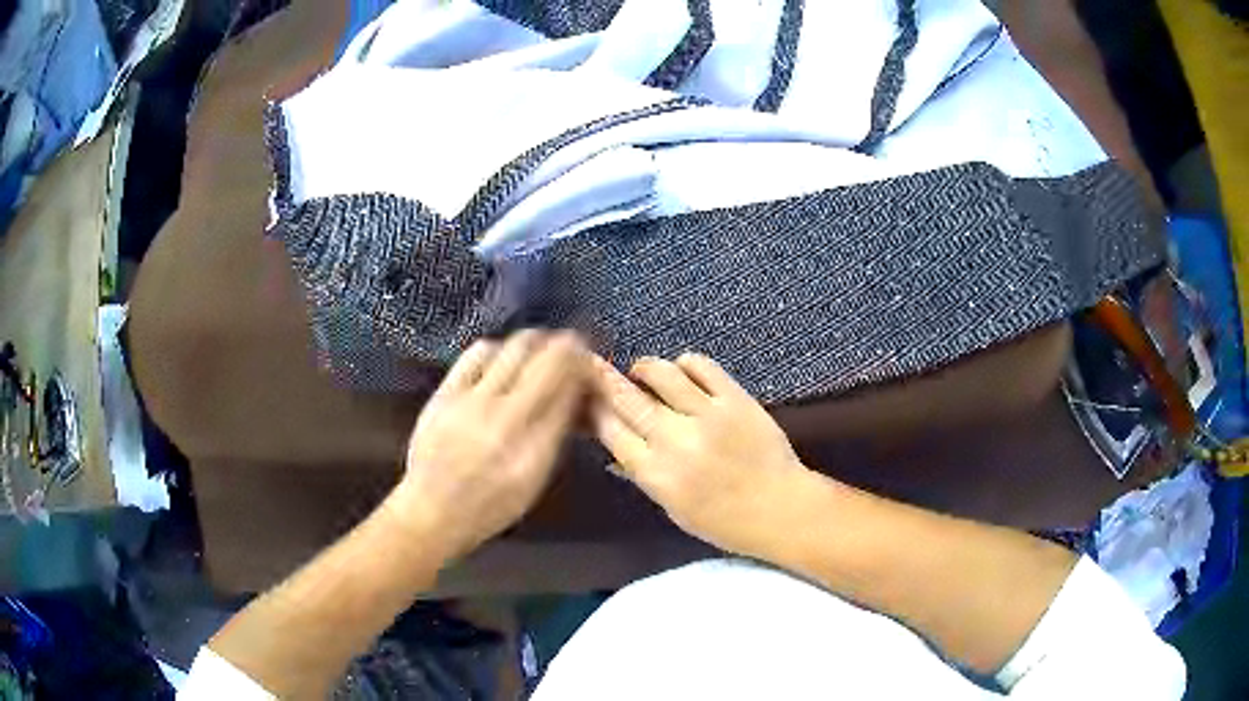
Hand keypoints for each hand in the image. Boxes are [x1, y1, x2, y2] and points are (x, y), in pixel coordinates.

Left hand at [390, 331, 589, 560]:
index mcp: (536, 448)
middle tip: (572, 345)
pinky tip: (500, 356)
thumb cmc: (491, 505)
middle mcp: (508, 419)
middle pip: (548, 360)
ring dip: (536, 341)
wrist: (433, 510)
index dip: (585, 370)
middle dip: (568, 345)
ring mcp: (474, 402)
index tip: (589, 364)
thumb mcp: (535, 481)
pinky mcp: (447, 392)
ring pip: (516, 347)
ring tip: (539, 346)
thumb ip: (555, 437)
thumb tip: (574, 396)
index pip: (571, 391)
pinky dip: (498, 348)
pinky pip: (478, 352)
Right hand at [589, 353, 809, 555]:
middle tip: (592, 364)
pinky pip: (702, 367)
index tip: (584, 395)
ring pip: (662, 374)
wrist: (781, 509)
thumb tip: (616, 453)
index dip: (594, 409)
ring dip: (645, 367)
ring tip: (641, 370)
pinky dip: (685, 363)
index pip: (612, 431)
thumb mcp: (675, 511)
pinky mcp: (735, 399)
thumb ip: (645, 477)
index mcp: (657, 474)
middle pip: (628, 399)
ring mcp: (707, 416)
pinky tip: (681, 370)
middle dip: (604, 379)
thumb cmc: (725, 522)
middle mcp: (676, 441)